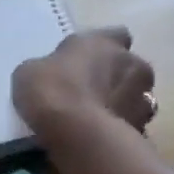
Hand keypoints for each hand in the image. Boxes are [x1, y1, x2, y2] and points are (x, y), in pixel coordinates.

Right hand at [12, 28, 156, 140]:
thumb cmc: (52, 92)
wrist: (77, 135)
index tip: (84, 61)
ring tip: (94, 119)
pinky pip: (131, 124)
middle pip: (128, 67)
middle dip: (113, 77)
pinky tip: (98, 138)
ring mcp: (144, 97)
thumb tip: (49, 74)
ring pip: (135, 97)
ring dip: (120, 103)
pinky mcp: (143, 128)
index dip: (101, 48)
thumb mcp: (29, 73)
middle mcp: (132, 63)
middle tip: (87, 92)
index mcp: (105, 42)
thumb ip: (47, 68)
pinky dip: (118, 128)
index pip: (115, 35)